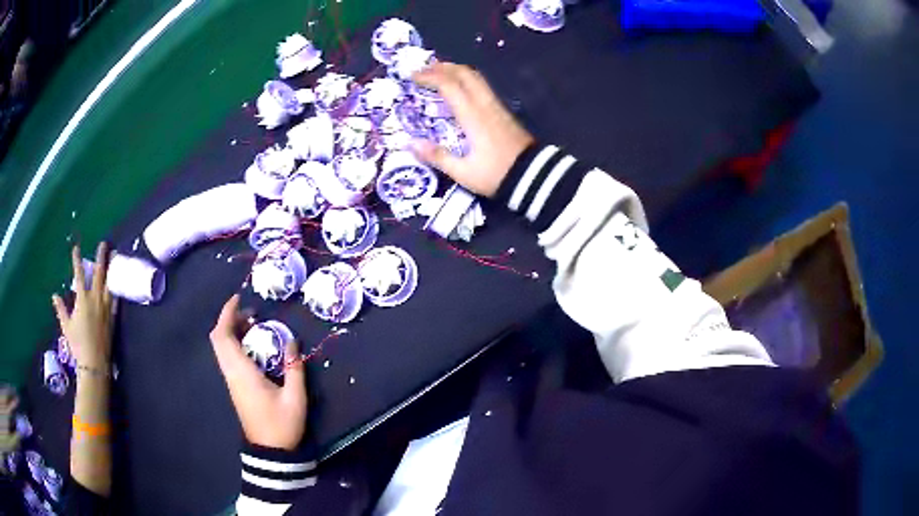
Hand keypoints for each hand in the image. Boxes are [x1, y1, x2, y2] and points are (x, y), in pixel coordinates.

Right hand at [52, 244, 115, 369]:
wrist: (94, 363)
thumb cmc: (78, 345)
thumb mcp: (66, 326)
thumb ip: (61, 309)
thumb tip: (54, 295)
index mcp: (83, 300)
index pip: (79, 275)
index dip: (77, 260)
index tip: (76, 248)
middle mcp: (96, 300)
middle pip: (99, 274)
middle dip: (101, 257)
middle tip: (104, 243)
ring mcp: (106, 309)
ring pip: (109, 284)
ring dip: (111, 269)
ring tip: (115, 257)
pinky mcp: (112, 318)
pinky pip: (115, 299)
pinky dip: (115, 288)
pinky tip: (118, 282)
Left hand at [210, 295, 306, 450]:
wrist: (271, 451)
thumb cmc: (282, 425)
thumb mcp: (295, 397)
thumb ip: (294, 368)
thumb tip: (292, 341)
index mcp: (242, 373)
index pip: (223, 337)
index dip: (226, 314)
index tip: (239, 299)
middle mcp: (231, 373)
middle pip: (218, 339)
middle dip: (230, 320)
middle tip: (251, 313)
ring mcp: (231, 381)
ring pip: (222, 348)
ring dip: (233, 332)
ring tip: (255, 326)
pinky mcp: (235, 386)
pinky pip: (228, 357)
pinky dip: (236, 344)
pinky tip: (255, 347)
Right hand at [411, 63, 533, 196]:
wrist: (533, 176)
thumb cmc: (496, 175)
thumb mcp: (463, 172)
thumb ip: (437, 156)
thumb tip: (410, 143)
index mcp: (473, 116)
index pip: (449, 85)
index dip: (429, 77)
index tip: (412, 76)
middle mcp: (485, 104)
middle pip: (465, 74)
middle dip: (443, 67)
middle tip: (424, 69)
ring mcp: (496, 106)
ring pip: (476, 78)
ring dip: (456, 71)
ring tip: (439, 74)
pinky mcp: (503, 111)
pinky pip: (482, 87)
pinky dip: (466, 80)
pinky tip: (459, 89)